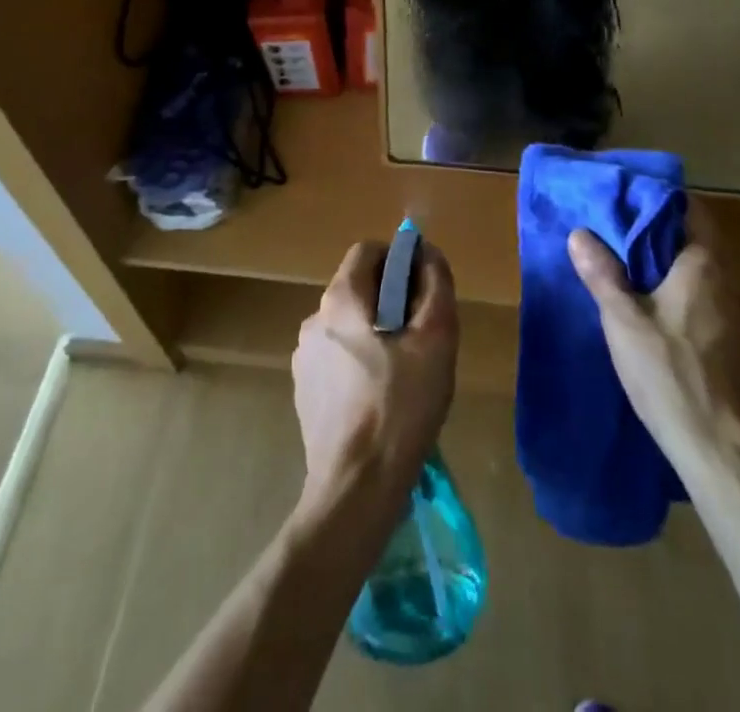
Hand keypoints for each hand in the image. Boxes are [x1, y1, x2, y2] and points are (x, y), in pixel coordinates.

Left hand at [293, 240, 458, 515]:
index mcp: (340, 299)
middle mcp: (314, 319)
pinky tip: (380, 399)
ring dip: (377, 333)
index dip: (399, 259)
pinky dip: (359, 363)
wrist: (356, 488)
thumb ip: (435, 285)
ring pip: (348, 324)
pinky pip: (337, 357)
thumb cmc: (401, 406)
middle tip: (421, 337)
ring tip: (404, 374)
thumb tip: (428, 253)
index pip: (368, 250)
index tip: (423, 290)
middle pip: (358, 288)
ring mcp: (303, 357)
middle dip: (392, 300)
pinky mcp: (303, 390)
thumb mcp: (436, 339)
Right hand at [568, 223, 739, 485]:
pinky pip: (713, 304)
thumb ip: (602, 274)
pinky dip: (688, 296)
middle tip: (619, 235)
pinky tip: (662, 318)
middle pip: (699, 241)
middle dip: (661, 235)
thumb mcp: (623, 322)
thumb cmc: (672, 377)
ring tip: (634, 274)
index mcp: (705, 265)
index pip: (691, 210)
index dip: (660, 201)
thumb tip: (580, 233)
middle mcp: (732, 283)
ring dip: (674, 268)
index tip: (627, 201)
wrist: (727, 457)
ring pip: (707, 274)